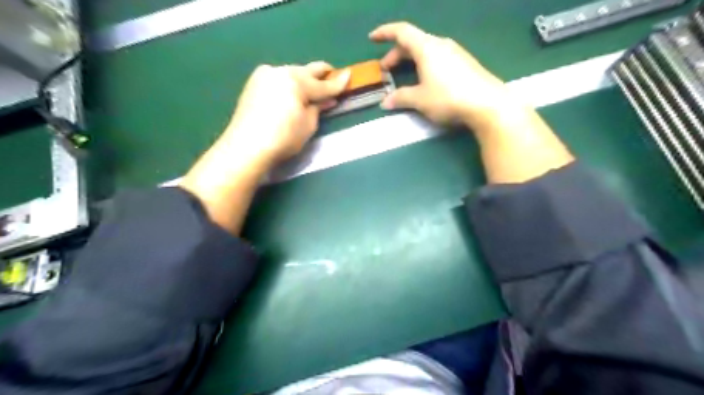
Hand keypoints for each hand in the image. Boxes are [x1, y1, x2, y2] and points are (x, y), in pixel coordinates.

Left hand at [179, 61, 346, 234]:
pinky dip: (289, 85)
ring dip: (304, 80)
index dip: (338, 82)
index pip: (322, 84)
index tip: (349, 75)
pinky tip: (292, 94)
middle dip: (320, 75)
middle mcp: (280, 71)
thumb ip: (318, 108)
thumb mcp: (308, 125)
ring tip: (312, 90)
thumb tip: (327, 100)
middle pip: (306, 71)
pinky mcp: (254, 83)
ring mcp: (264, 75)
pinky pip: (279, 79)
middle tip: (333, 77)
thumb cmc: (283, 139)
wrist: (246, 147)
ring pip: (291, 74)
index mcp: (296, 81)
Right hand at [369, 21, 570, 184]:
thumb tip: (385, 102)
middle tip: (386, 70)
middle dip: (396, 54)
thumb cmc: (448, 97)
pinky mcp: (464, 63)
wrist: (487, 103)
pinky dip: (424, 64)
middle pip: (413, 42)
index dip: (385, 33)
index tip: (372, 38)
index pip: (402, 32)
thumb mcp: (420, 99)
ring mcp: (455, 53)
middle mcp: (441, 44)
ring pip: (426, 50)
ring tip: (404, 75)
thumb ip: (401, 98)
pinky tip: (425, 80)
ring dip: (411, 60)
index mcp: (426, 47)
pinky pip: (438, 57)